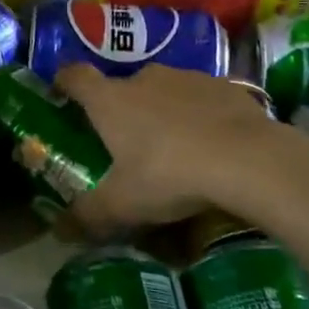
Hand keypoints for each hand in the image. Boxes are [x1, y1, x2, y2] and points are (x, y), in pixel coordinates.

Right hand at [54, 63, 286, 232]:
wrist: (249, 159)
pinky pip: (201, 98)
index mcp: (109, 100)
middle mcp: (143, 78)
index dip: (64, 83)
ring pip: (163, 91)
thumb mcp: (123, 205)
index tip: (62, 97)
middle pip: (121, 87)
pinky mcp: (224, 85)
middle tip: (126, 144)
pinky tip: (213, 145)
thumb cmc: (170, 174)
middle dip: (121, 110)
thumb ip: (88, 216)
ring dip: (162, 111)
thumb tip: (58, 232)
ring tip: (174, 148)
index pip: (74, 76)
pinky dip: (199, 115)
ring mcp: (186, 77)